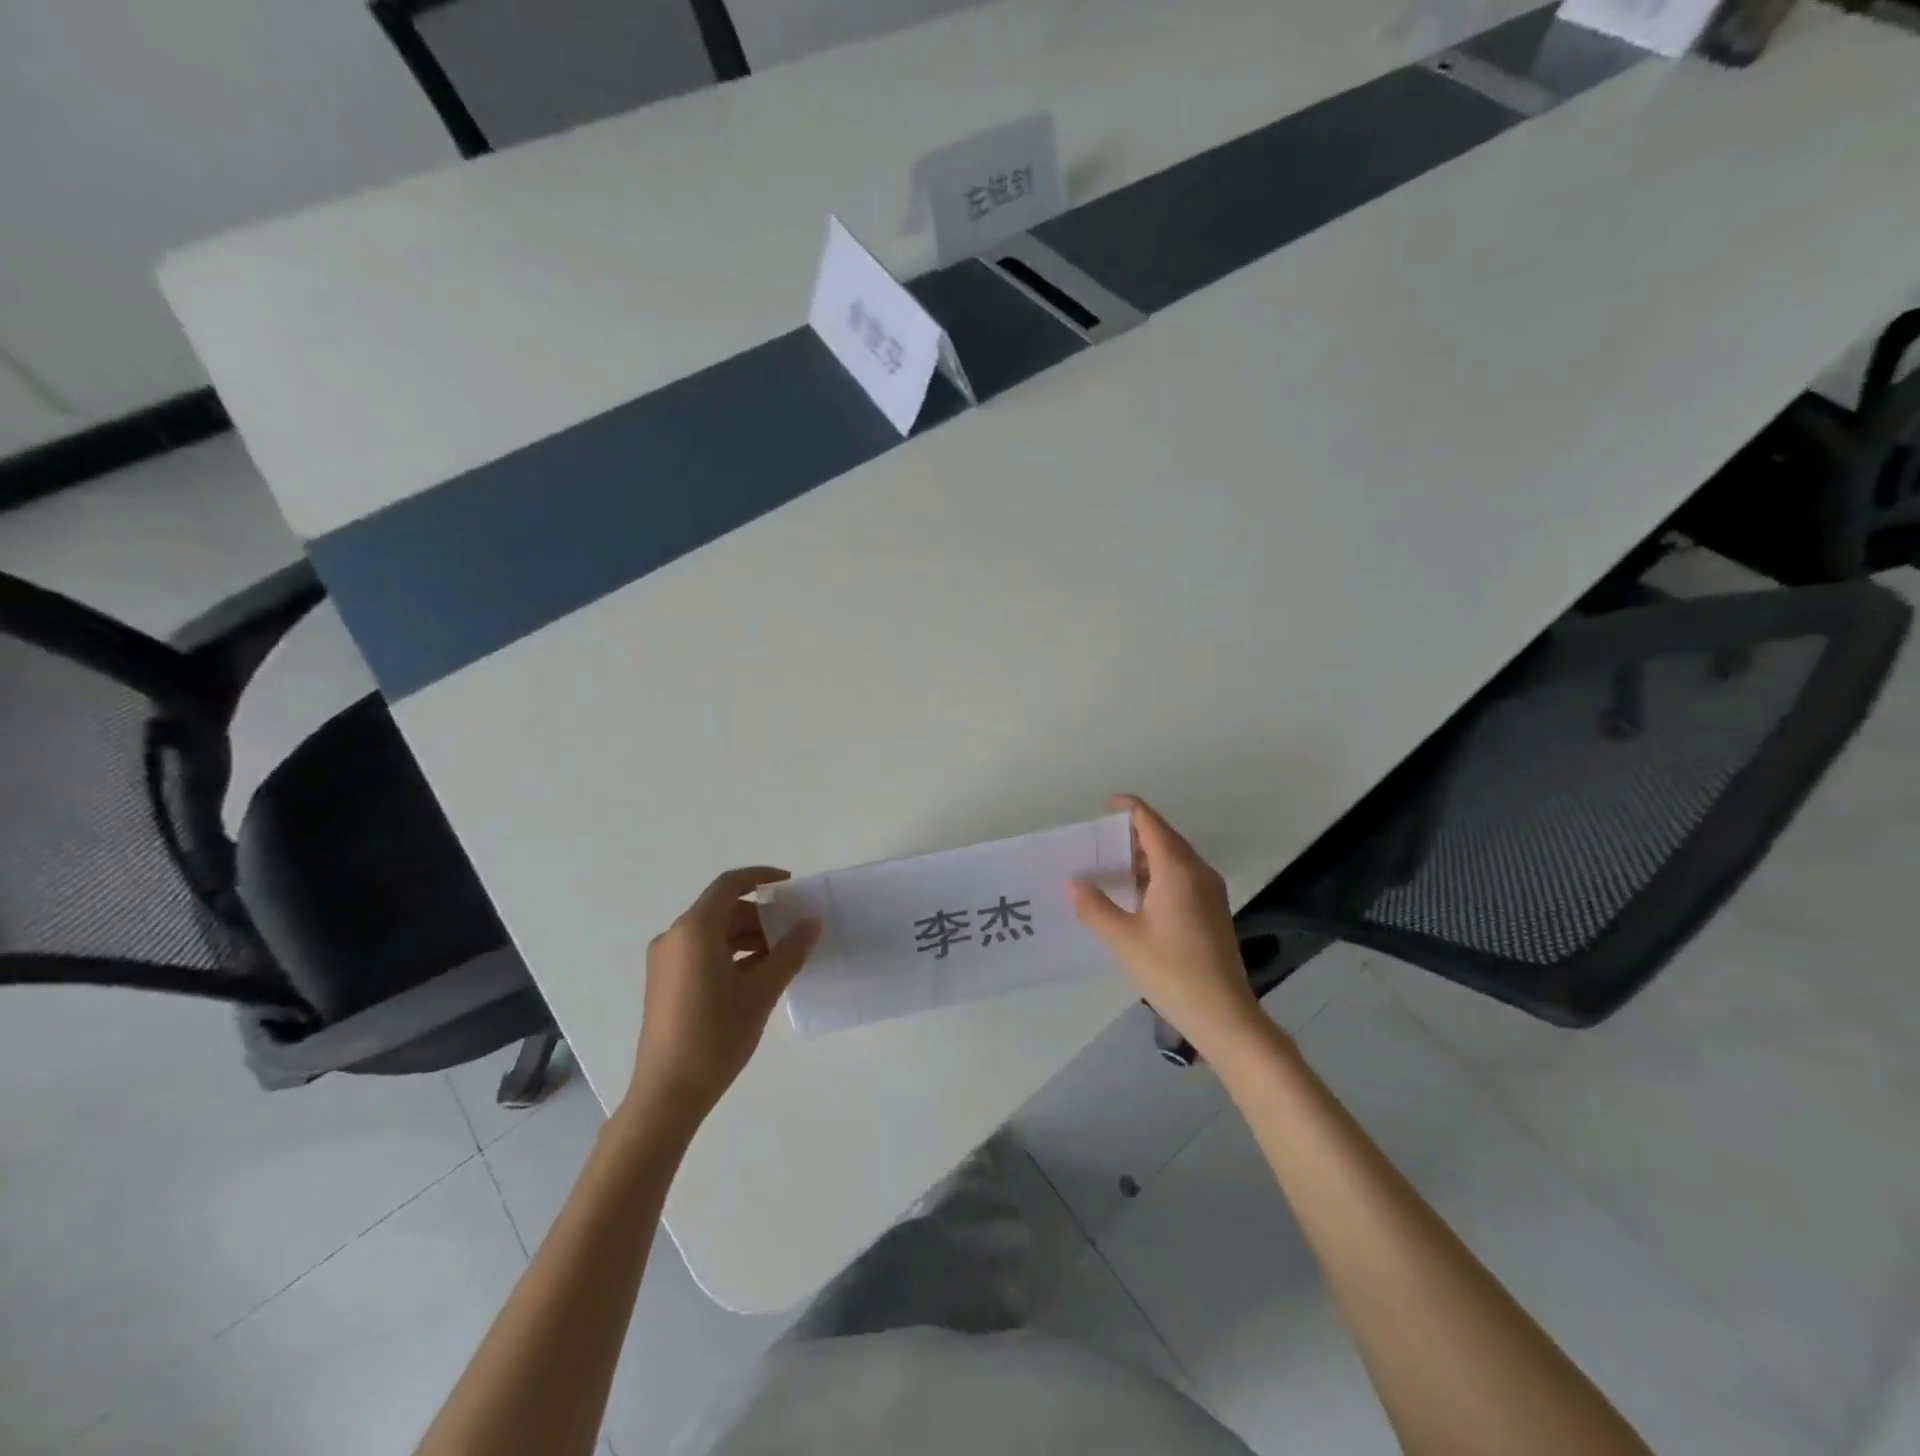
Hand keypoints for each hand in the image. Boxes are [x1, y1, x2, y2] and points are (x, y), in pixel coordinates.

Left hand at [626, 867, 820, 1126]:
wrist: (667, 1094)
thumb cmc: (716, 1035)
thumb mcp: (761, 991)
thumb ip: (790, 951)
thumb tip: (811, 922)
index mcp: (694, 930)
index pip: (729, 885)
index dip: (760, 877)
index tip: (790, 884)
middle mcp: (674, 937)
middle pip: (722, 910)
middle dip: (759, 916)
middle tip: (793, 932)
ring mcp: (666, 962)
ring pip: (713, 933)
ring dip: (747, 938)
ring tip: (781, 958)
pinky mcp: (665, 983)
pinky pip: (702, 953)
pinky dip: (731, 955)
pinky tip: (757, 977)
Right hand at [1070, 795, 1267, 1063]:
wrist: (1223, 1014)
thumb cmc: (1171, 970)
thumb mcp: (1123, 938)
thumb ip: (1094, 906)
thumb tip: (1072, 882)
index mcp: (1177, 869)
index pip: (1150, 822)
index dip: (1128, 808)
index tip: (1104, 806)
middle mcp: (1197, 872)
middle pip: (1163, 837)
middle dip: (1132, 835)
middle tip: (1098, 844)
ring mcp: (1209, 892)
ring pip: (1173, 859)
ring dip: (1144, 858)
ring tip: (1111, 869)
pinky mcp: (1212, 911)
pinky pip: (1182, 878)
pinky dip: (1157, 876)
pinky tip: (1136, 897)